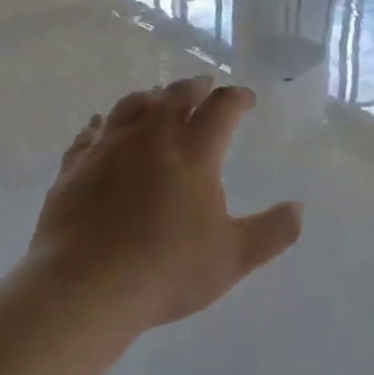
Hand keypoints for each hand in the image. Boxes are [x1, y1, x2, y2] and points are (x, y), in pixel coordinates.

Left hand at [27, 77, 301, 330]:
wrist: (85, 288)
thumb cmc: (166, 270)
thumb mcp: (232, 258)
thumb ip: (271, 232)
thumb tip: (299, 208)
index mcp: (194, 153)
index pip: (221, 109)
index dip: (237, 98)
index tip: (246, 98)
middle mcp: (152, 138)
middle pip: (175, 96)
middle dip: (194, 87)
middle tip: (205, 85)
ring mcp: (108, 149)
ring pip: (131, 106)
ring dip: (149, 97)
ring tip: (157, 97)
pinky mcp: (74, 168)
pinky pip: (89, 134)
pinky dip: (100, 124)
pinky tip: (99, 126)